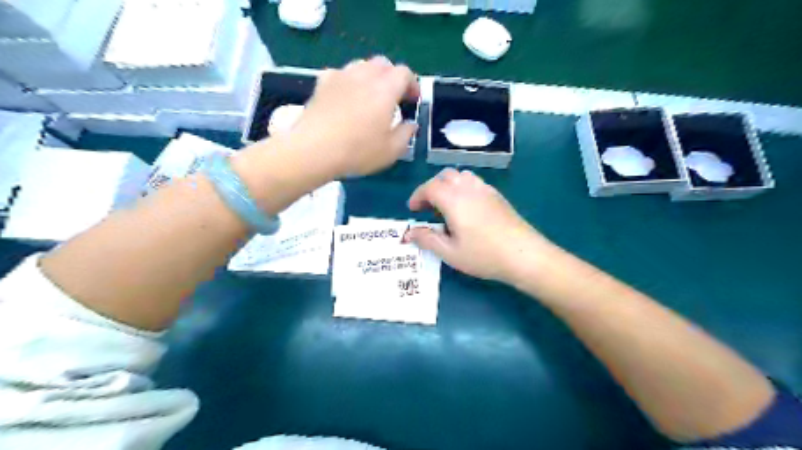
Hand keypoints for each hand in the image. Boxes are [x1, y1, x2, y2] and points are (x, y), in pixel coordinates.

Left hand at [293, 56, 420, 178]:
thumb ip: (406, 134)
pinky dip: (348, 81)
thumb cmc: (357, 151)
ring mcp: (341, 76)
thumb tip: (410, 124)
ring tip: (370, 97)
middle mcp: (364, 75)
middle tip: (393, 98)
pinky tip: (346, 97)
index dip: (412, 85)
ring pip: (361, 65)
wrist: (314, 149)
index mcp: (385, 89)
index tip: (412, 101)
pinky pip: (341, 73)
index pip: (404, 73)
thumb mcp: (391, 151)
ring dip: (371, 77)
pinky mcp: (322, 83)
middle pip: (383, 64)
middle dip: (392, 77)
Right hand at [405, 169, 559, 284]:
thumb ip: (427, 239)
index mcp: (453, 200)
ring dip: (448, 185)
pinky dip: (463, 188)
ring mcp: (485, 190)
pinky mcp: (497, 195)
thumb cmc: (484, 255)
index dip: (417, 196)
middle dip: (431, 188)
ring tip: (446, 206)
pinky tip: (467, 209)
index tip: (413, 210)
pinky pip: (474, 182)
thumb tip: (409, 233)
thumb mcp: (450, 252)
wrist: (524, 255)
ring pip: (461, 176)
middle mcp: (468, 188)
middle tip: (427, 208)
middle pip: (445, 176)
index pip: (429, 187)